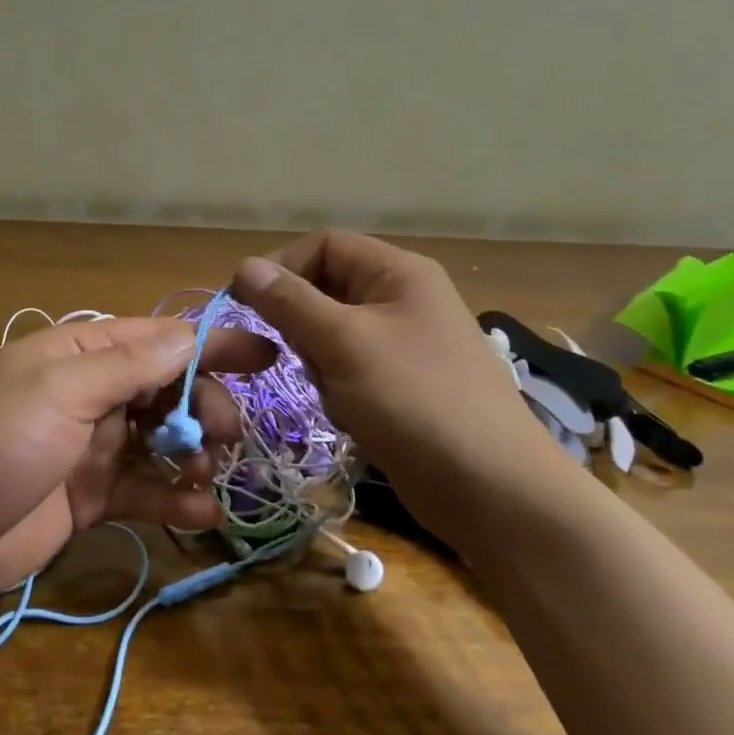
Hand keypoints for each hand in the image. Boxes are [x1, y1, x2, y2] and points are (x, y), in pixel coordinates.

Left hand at [0, 316, 273, 609]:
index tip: (267, 354)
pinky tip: (202, 513)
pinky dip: (175, 499)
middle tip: (223, 433)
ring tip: (206, 473)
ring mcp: (94, 447)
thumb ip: (128, 366)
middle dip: (203, 406)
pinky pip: (146, 491)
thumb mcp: (58, 391)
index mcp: (81, 354)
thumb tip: (191, 335)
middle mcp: (93, 393)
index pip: (160, 338)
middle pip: (170, 389)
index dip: (214, 344)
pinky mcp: (93, 497)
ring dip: (194, 453)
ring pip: (164, 440)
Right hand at [232, 230, 568, 547]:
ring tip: (340, 396)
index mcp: (398, 272)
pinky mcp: (402, 387)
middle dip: (303, 326)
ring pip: (333, 337)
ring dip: (321, 366)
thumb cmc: (414, 400)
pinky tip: (356, 419)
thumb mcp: (343, 343)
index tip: (243, 304)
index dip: (281, 267)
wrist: (490, 488)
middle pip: (326, 291)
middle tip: (300, 361)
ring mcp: (405, 345)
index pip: (324, 245)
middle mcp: (403, 299)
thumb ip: (289, 302)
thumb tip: (243, 266)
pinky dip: (340, 392)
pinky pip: (350, 372)